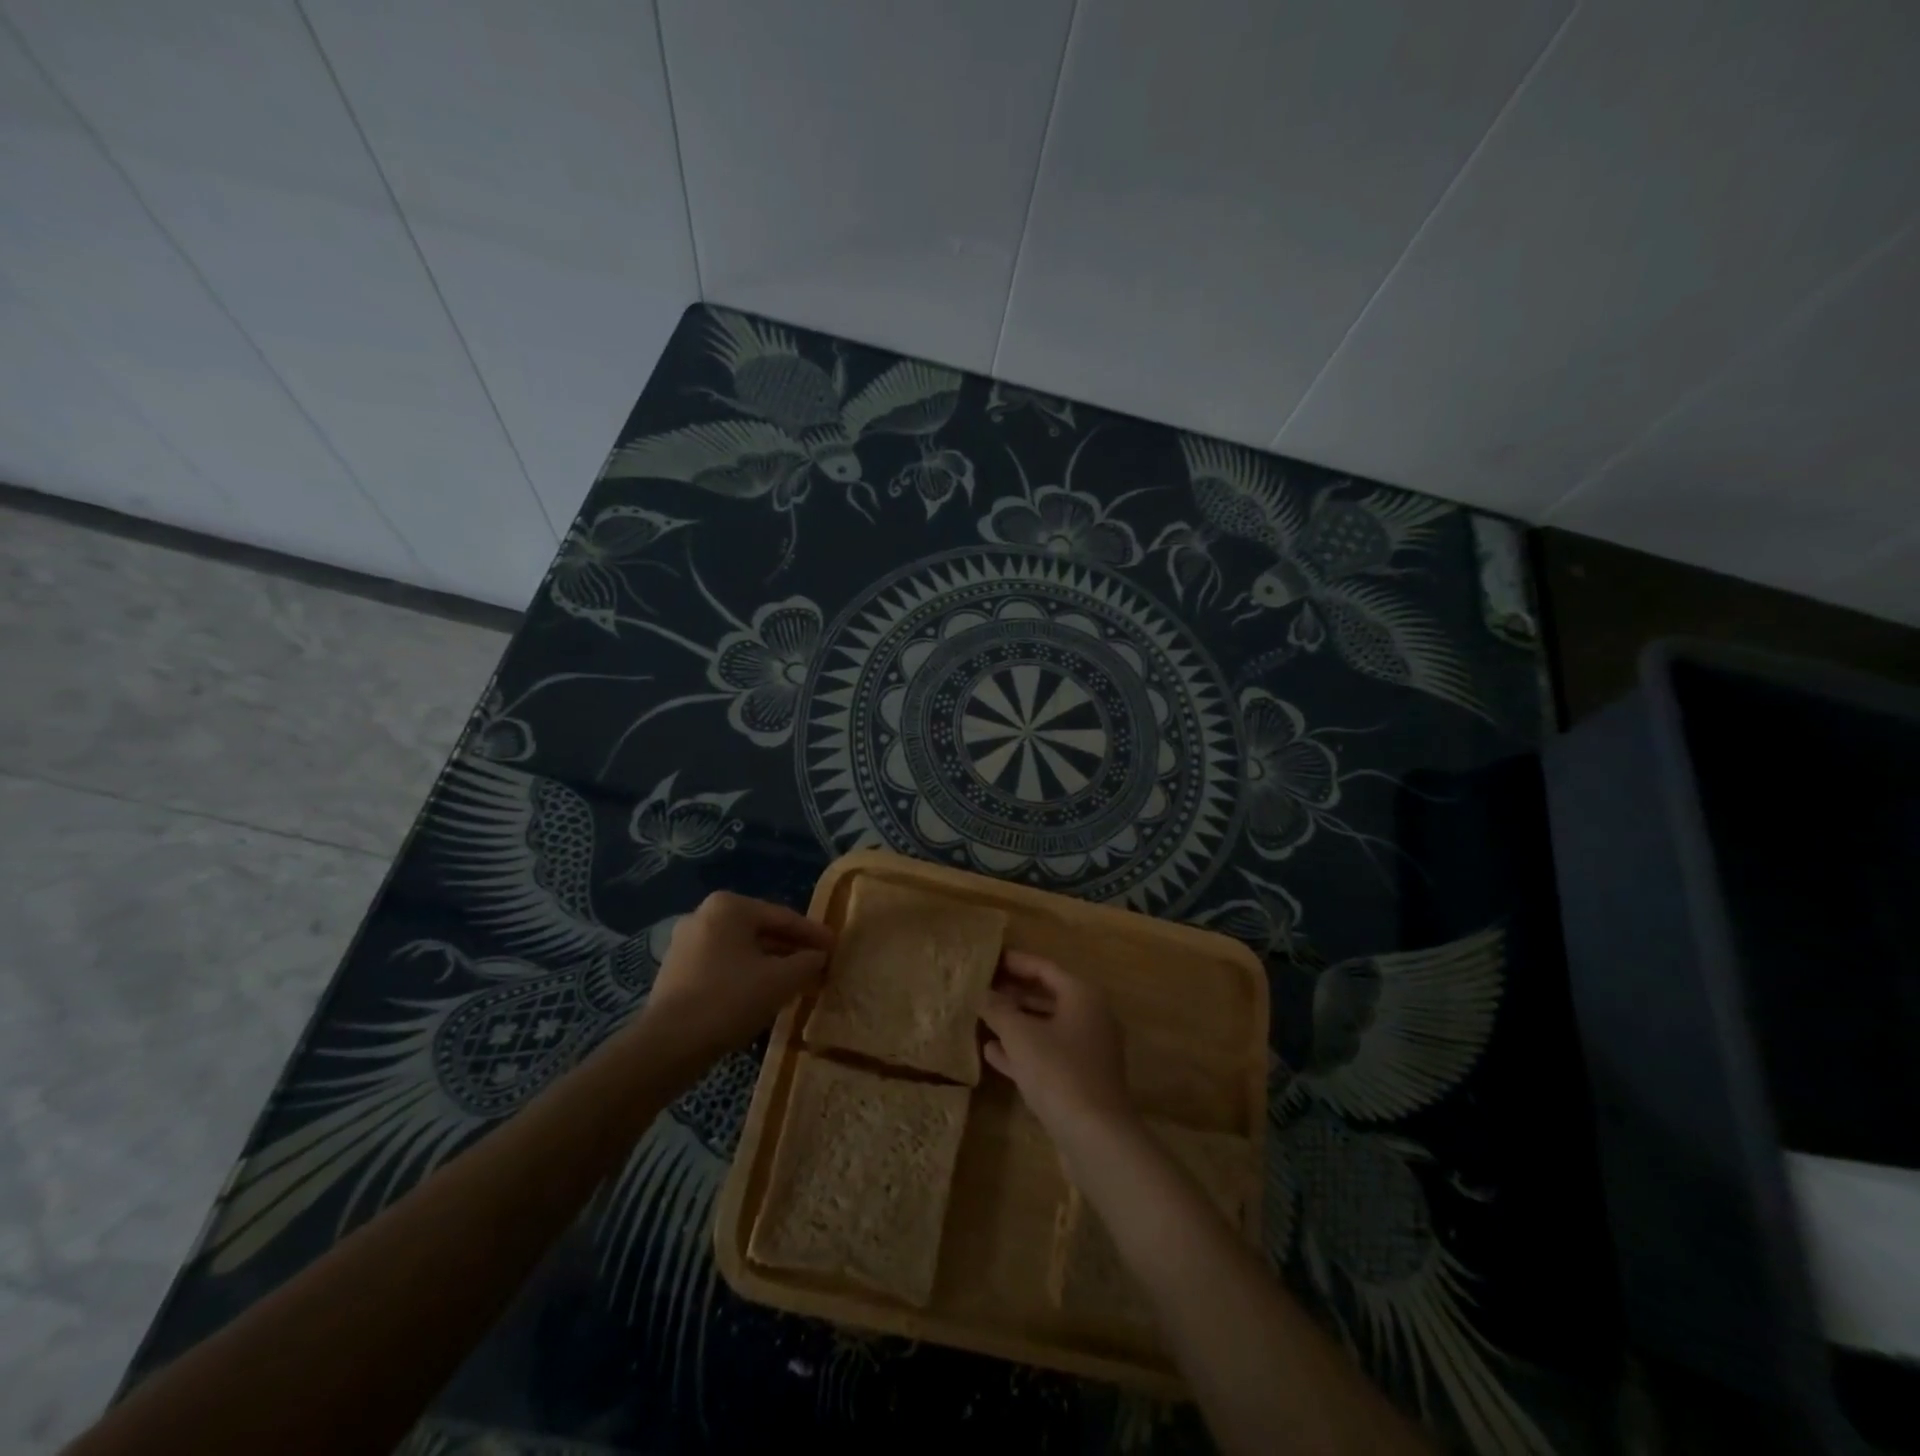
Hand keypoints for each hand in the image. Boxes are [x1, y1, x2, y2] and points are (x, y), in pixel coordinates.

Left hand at [641, 891, 832, 1058]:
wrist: (669, 1045)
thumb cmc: (730, 1000)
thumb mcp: (781, 980)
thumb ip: (808, 962)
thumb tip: (820, 956)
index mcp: (729, 906)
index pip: (783, 917)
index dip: (813, 934)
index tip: (835, 947)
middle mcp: (703, 915)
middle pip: (761, 931)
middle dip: (791, 949)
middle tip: (819, 964)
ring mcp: (686, 943)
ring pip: (742, 950)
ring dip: (771, 964)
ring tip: (797, 982)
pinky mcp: (676, 971)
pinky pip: (723, 965)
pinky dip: (747, 975)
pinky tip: (765, 994)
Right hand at [979, 952, 1134, 1138]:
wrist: (1096, 1136)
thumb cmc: (1058, 1071)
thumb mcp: (1020, 1035)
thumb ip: (998, 1009)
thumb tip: (982, 993)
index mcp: (1082, 995)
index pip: (1044, 968)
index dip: (1014, 962)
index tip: (987, 959)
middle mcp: (1091, 1016)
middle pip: (1047, 996)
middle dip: (1013, 993)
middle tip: (980, 988)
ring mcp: (1088, 1050)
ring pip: (1046, 1027)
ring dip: (1015, 1022)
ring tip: (982, 1018)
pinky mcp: (1082, 1079)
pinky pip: (1048, 1054)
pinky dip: (1023, 1050)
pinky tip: (992, 1052)